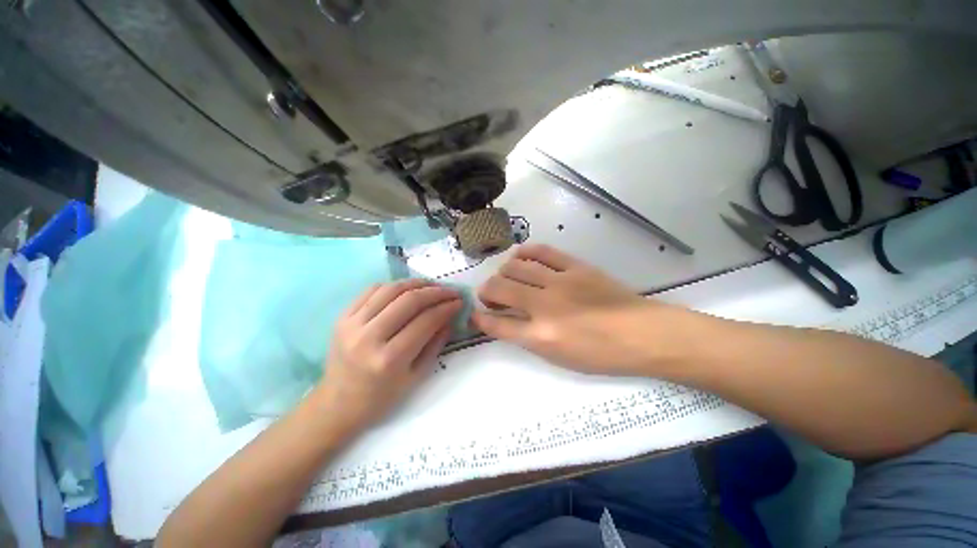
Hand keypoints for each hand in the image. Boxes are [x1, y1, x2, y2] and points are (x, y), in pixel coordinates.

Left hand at [315, 279, 461, 434]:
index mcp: (390, 359)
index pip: (425, 321)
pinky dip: (394, 285)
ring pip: (391, 290)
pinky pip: (372, 290)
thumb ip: (435, 343)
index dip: (446, 308)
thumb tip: (449, 317)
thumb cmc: (382, 396)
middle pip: (409, 300)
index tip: (459, 302)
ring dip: (416, 283)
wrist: (338, 403)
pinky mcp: (342, 317)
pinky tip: (407, 288)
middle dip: (435, 292)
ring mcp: (352, 324)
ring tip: (431, 285)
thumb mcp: (416, 376)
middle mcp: (369, 338)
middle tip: (450, 291)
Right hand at [473, 245, 672, 375]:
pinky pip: (542, 252)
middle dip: (486, 291)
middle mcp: (545, 306)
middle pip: (499, 288)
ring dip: (503, 273)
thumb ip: (527, 338)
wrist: (643, 334)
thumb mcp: (558, 357)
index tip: (475, 313)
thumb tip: (503, 321)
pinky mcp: (575, 266)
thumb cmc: (600, 354)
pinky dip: (525, 253)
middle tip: (492, 296)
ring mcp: (560, 282)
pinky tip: (521, 257)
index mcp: (541, 336)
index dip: (480, 317)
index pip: (497, 323)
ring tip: (507, 278)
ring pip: (515, 267)